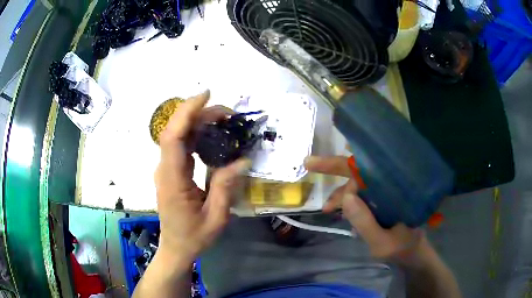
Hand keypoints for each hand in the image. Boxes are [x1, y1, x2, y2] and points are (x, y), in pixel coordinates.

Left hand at [155, 90, 251, 263]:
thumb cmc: (194, 236)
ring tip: (225, 121)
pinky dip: (197, 134)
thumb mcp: (216, 217)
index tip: (206, 96)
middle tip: (228, 113)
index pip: (173, 137)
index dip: (186, 112)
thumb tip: (243, 159)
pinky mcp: (171, 171)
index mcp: (173, 180)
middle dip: (199, 114)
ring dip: (199, 122)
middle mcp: (165, 169)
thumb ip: (225, 186)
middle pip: (176, 130)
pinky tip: (214, 135)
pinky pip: (182, 146)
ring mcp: (166, 169)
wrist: (176, 247)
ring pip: (178, 135)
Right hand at [304, 156, 423, 260]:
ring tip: (326, 208)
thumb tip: (346, 197)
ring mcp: (384, 192)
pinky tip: (336, 210)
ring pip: (357, 182)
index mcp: (395, 188)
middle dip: (334, 165)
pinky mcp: (380, 200)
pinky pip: (360, 194)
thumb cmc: (402, 247)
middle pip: (360, 169)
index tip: (333, 202)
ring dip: (339, 191)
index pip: (369, 171)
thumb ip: (365, 223)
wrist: (412, 253)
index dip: (348, 179)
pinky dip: (346, 200)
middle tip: (310, 163)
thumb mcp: (382, 243)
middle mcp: (389, 184)